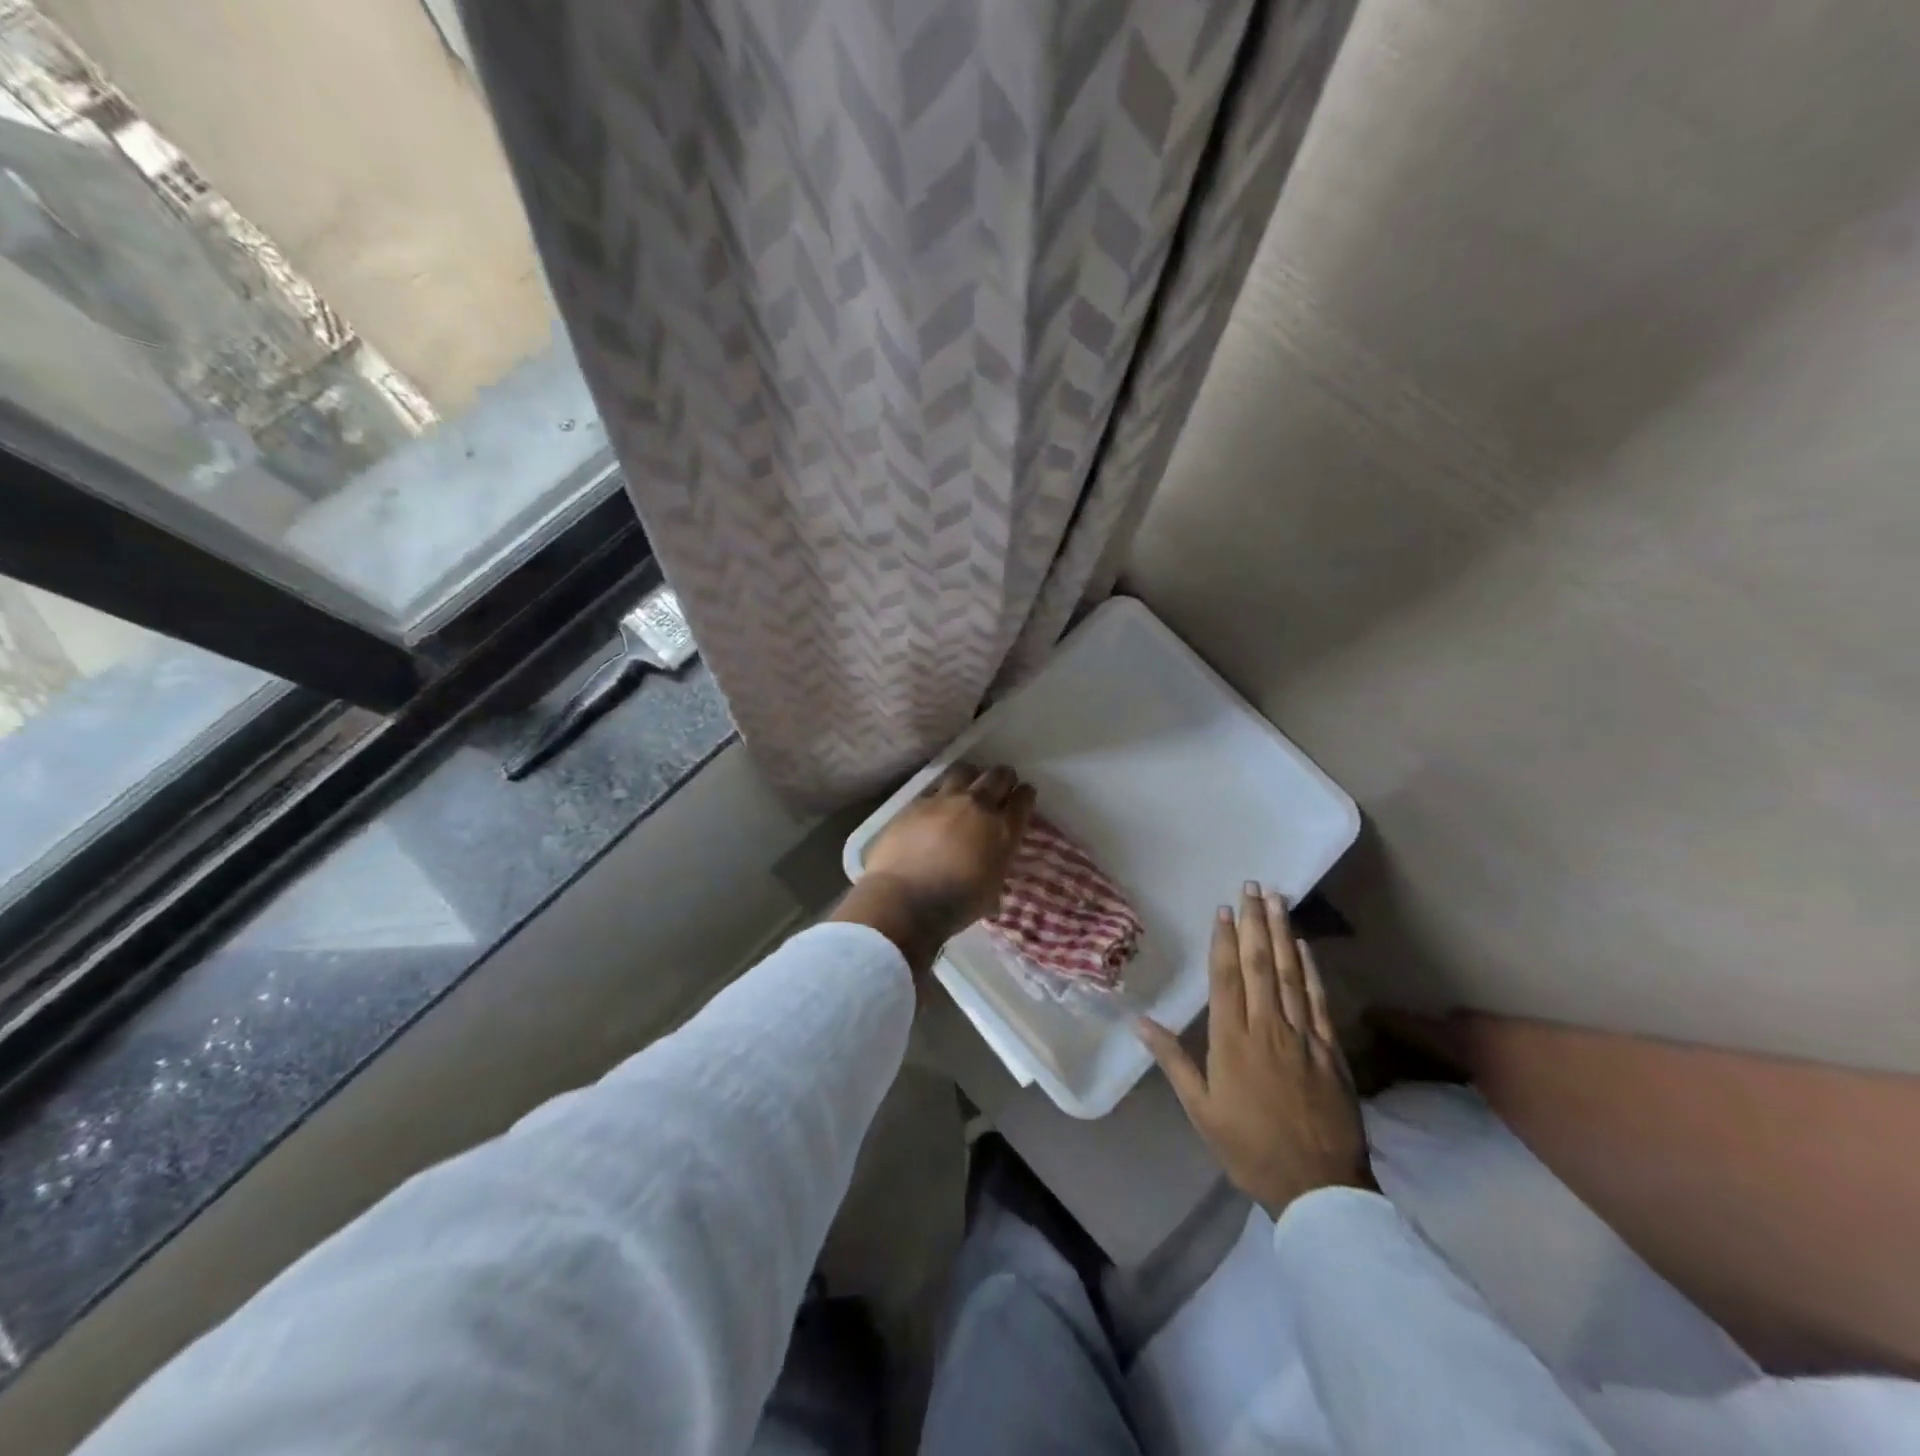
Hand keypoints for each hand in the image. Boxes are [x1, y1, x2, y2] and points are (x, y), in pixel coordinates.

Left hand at [831, 765, 1035, 976]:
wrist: (905, 900)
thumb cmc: (955, 905)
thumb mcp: (991, 890)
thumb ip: (996, 865)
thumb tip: (992, 861)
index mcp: (1003, 831)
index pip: (1023, 800)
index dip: (1025, 794)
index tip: (1024, 794)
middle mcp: (977, 807)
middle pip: (998, 776)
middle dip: (1004, 777)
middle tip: (1001, 783)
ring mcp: (944, 801)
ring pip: (965, 771)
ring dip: (971, 776)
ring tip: (968, 785)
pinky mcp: (916, 803)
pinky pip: (934, 789)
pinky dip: (940, 794)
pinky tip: (936, 806)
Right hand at [1137, 885, 1374, 1218]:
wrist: (1318, 1187)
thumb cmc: (1249, 1147)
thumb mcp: (1201, 1110)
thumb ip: (1173, 1061)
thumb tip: (1140, 1021)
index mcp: (1232, 1040)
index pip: (1226, 978)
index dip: (1223, 940)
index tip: (1223, 909)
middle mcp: (1267, 1027)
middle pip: (1259, 964)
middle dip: (1254, 922)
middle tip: (1252, 886)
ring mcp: (1303, 1036)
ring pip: (1290, 973)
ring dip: (1282, 933)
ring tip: (1278, 900)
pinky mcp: (1330, 1049)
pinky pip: (1319, 999)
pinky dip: (1311, 968)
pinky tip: (1304, 946)